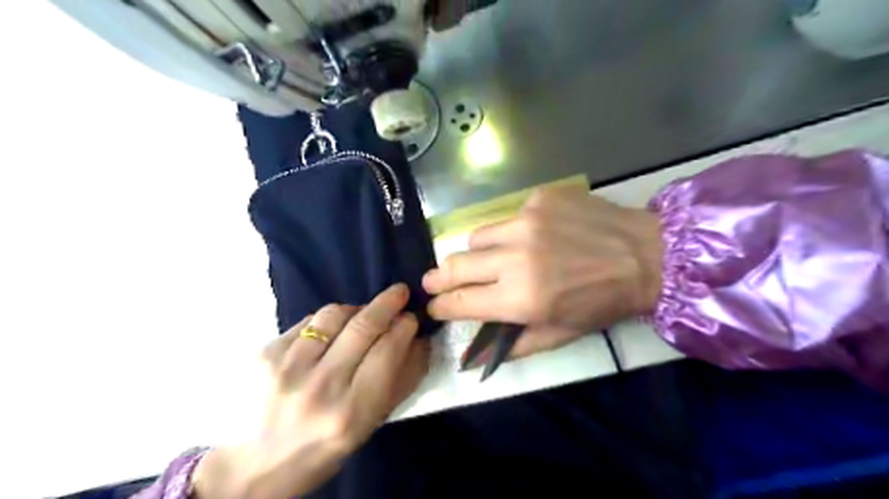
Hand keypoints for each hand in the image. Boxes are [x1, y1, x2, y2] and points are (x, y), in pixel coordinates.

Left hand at [194, 285, 430, 498]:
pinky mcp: (264, 353)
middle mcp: (319, 386)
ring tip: (363, 314)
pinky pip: (308, 321)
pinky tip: (330, 332)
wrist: (253, 465)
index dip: (404, 327)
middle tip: (399, 293)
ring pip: (333, 314)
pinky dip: (326, 320)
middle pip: (363, 326)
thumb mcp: (369, 425)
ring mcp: (287, 367)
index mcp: (351, 412)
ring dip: (356, 308)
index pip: (387, 351)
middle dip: (388, 303)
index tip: (411, 317)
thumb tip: (420, 341)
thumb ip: (401, 381)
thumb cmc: (322, 449)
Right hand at [422, 185, 659, 359]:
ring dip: (478, 252)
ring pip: (476, 236)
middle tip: (434, 281)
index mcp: (521, 298)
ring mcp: (525, 222)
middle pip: (455, 264)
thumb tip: (469, 356)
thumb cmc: (601, 302)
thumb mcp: (559, 335)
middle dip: (439, 277)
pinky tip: (535, 236)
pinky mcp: (538, 199)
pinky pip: (507, 217)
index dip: (441, 305)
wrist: (645, 255)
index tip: (434, 305)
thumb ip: (510, 345)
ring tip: (494, 259)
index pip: (460, 301)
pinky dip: (511, 231)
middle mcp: (516, 257)